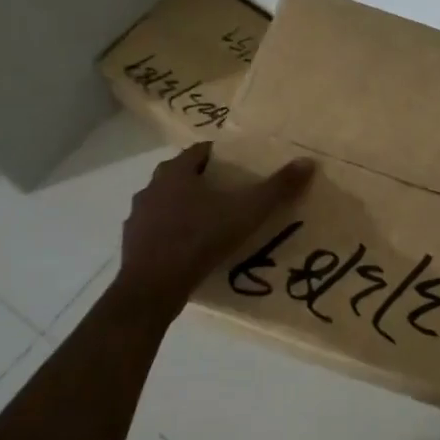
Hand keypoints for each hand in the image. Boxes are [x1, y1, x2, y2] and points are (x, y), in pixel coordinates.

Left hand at [116, 142, 314, 314]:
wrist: (152, 288)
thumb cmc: (199, 239)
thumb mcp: (246, 212)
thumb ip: (276, 188)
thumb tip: (307, 162)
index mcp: (176, 172)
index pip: (200, 151)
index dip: (221, 156)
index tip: (240, 166)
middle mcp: (152, 187)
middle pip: (182, 175)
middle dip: (204, 180)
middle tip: (230, 193)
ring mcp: (138, 216)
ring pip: (166, 202)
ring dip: (185, 206)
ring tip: (211, 221)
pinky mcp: (132, 243)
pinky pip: (157, 229)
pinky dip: (172, 232)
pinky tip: (190, 247)